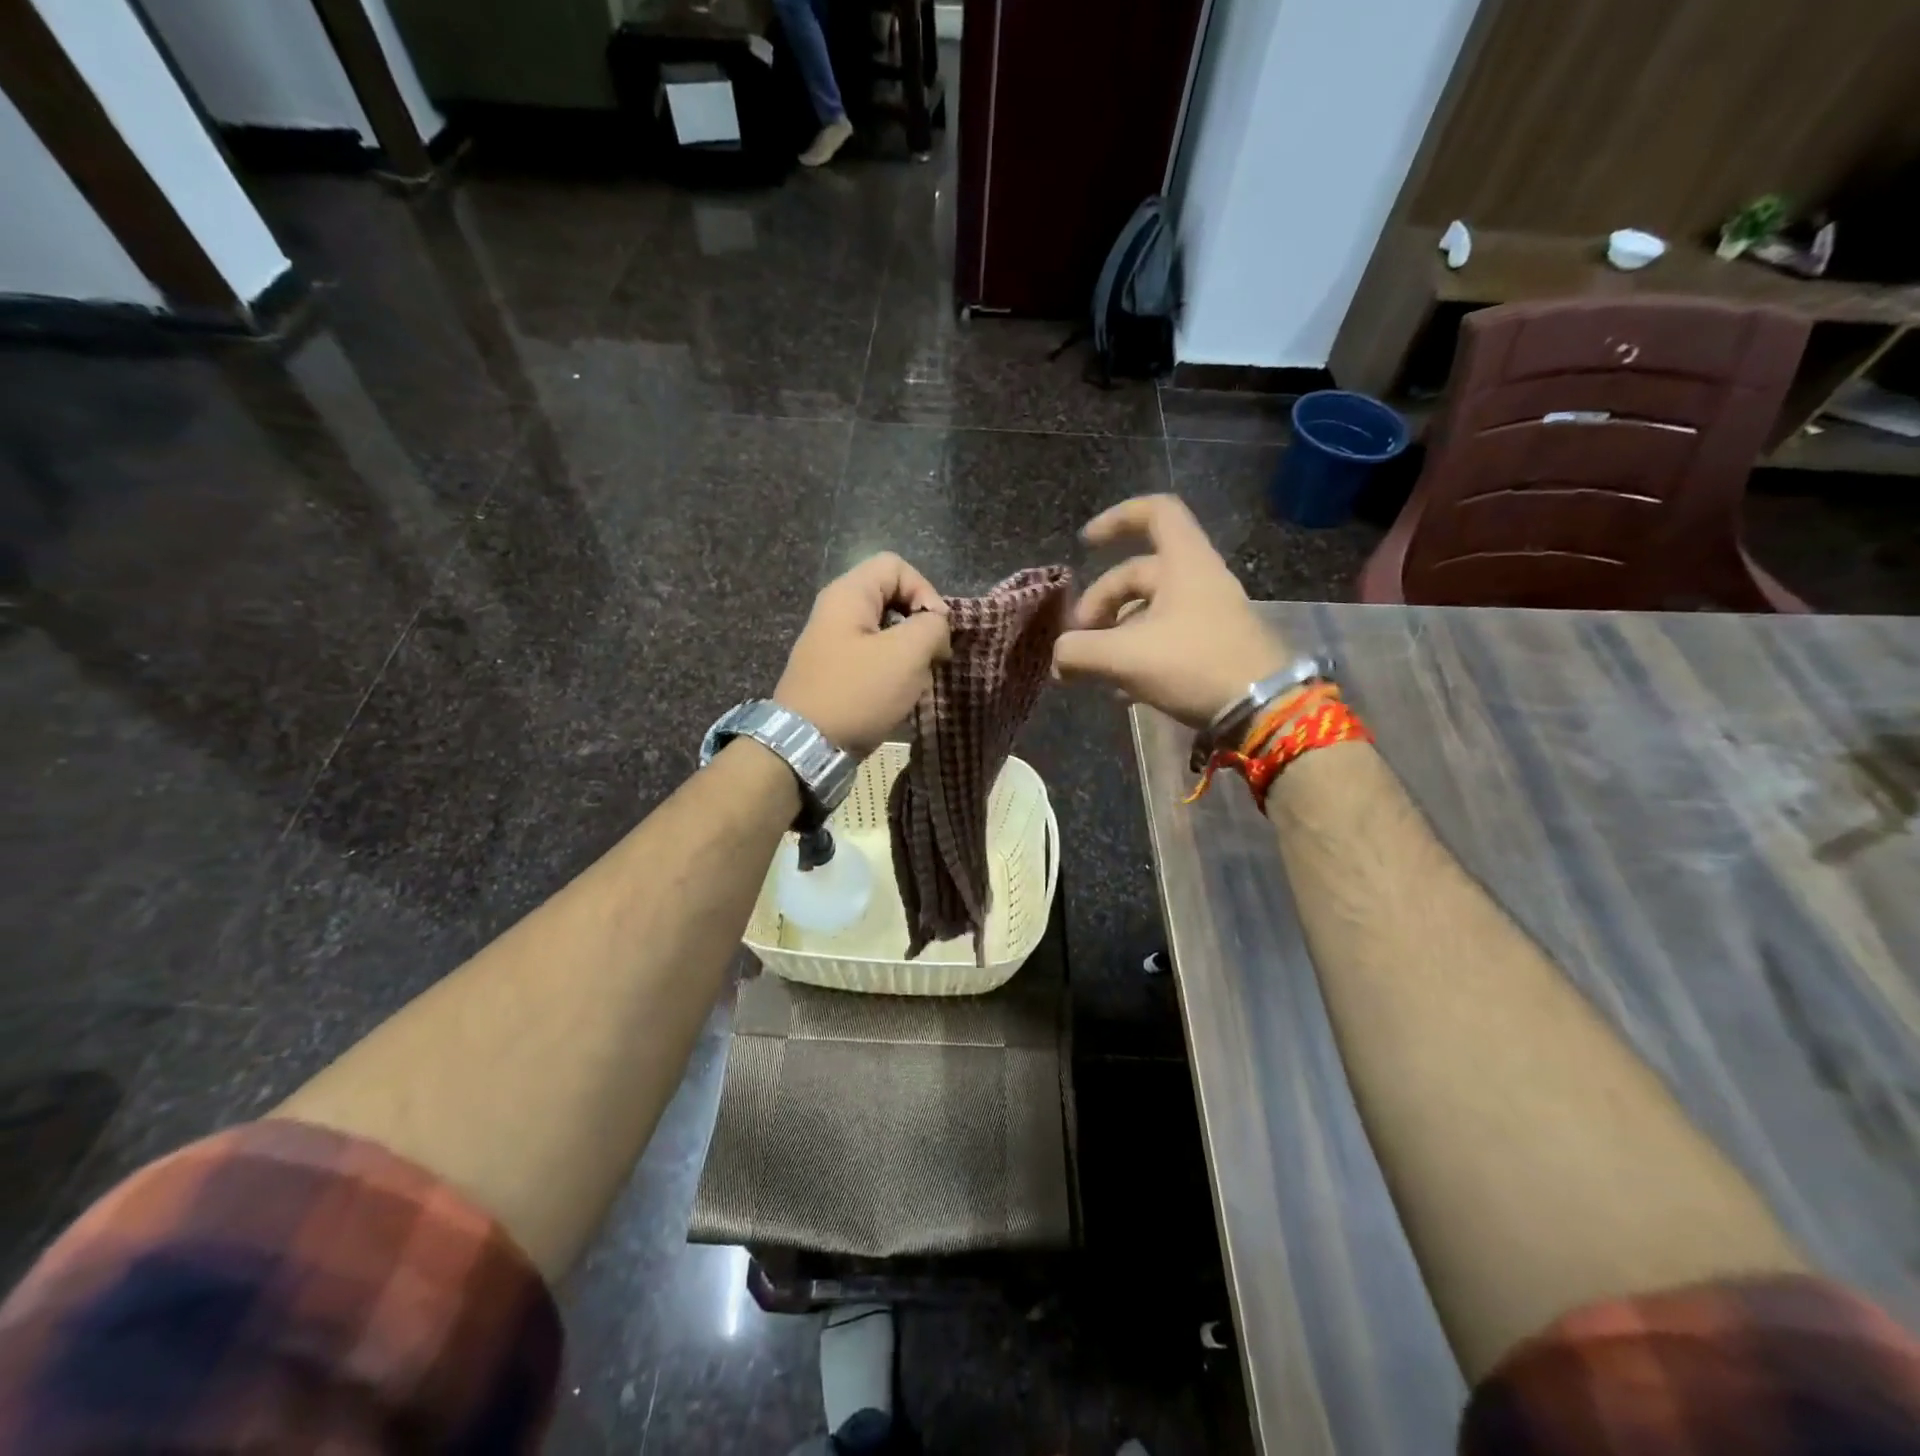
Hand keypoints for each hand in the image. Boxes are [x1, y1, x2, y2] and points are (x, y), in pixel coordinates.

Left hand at [775, 553, 950, 756]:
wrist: (806, 747)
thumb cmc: (858, 693)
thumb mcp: (907, 654)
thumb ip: (932, 626)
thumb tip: (936, 626)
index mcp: (848, 595)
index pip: (896, 566)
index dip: (925, 590)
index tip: (937, 630)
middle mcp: (836, 612)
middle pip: (892, 598)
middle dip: (919, 626)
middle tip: (932, 657)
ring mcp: (832, 644)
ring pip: (886, 632)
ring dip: (909, 655)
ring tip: (916, 682)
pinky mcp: (834, 673)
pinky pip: (873, 659)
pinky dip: (892, 673)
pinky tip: (899, 698)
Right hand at [1053, 495, 1289, 727]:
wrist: (1262, 709)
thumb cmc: (1194, 664)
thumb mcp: (1126, 657)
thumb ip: (1080, 651)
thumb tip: (1057, 656)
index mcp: (1184, 563)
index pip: (1155, 513)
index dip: (1116, 519)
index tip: (1085, 544)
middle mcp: (1198, 580)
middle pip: (1137, 574)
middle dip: (1100, 603)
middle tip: (1079, 640)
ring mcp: (1207, 614)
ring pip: (1148, 610)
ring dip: (1115, 633)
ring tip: (1094, 669)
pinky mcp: (1211, 646)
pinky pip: (1165, 638)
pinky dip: (1137, 654)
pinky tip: (1121, 690)